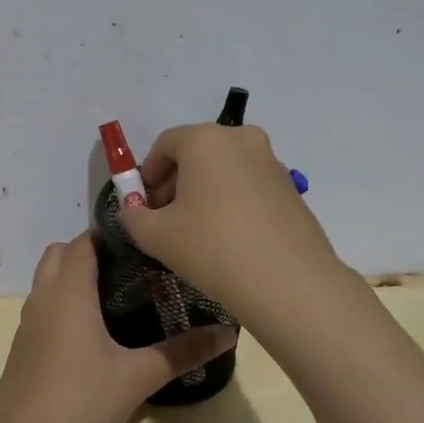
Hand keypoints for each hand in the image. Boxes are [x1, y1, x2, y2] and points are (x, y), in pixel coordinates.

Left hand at [0, 232, 235, 422]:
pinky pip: (44, 305)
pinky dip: (65, 301)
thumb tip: (229, 332)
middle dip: (92, 251)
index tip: (146, 241)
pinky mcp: (23, 346)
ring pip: (48, 279)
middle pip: (61, 253)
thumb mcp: (137, 377)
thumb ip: (183, 352)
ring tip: (120, 295)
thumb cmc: (80, 403)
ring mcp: (28, 322)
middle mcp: (43, 297)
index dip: (112, 234)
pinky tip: (94, 331)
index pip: (84, 241)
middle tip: (134, 268)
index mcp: (68, 292)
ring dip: (75, 276)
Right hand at [117, 122, 342, 329]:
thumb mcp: (155, 235)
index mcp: (206, 139)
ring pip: (223, 170)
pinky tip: (227, 240)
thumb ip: (132, 216)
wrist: (289, 283)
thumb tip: (133, 210)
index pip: (165, 144)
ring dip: (203, 193)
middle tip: (164, 221)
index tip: (142, 206)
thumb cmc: (212, 248)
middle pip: (196, 153)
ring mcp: (272, 162)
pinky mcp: (291, 189)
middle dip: (175, 183)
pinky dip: (230, 203)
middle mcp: (241, 139)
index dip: (147, 174)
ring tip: (196, 234)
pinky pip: (248, 186)